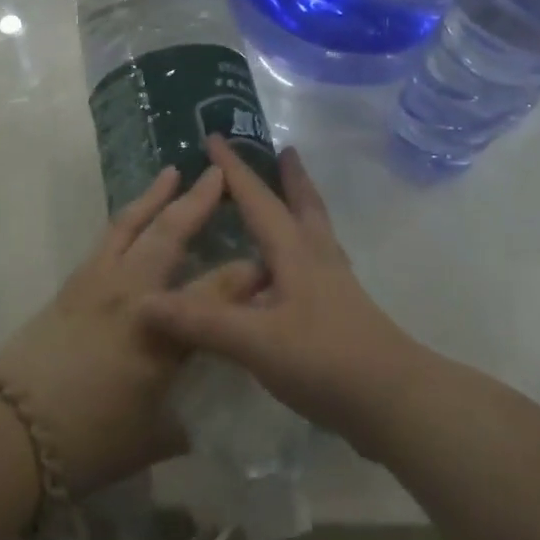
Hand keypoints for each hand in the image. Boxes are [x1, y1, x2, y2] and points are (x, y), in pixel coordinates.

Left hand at [0, 164, 256, 494]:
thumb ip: (178, 423)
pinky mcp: (72, 284)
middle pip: (170, 234)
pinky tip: (132, 217)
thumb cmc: (86, 440)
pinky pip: (107, 238)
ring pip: (131, 224)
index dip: (246, 276)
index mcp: (161, 330)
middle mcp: (132, 293)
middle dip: (198, 202)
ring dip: (154, 196)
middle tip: (217, 174)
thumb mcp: (148, 440)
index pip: (216, 292)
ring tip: (171, 172)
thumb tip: (192, 421)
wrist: (8, 429)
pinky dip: (126, 219)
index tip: (268, 263)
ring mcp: (97, 282)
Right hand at [139, 137, 426, 452]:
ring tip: (292, 197)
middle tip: (285, 150)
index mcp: (294, 252)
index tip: (215, 137)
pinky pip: (319, 263)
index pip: (258, 199)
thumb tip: (145, 302)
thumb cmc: (324, 360)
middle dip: (290, 177)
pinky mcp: (343, 311)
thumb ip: (202, 321)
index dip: (234, 169)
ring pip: (316, 232)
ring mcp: (335, 285)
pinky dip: (305, 248)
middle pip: (304, 204)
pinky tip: (295, 271)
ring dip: (302, 206)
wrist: (394, 402)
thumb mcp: (255, 341)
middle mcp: (317, 258)